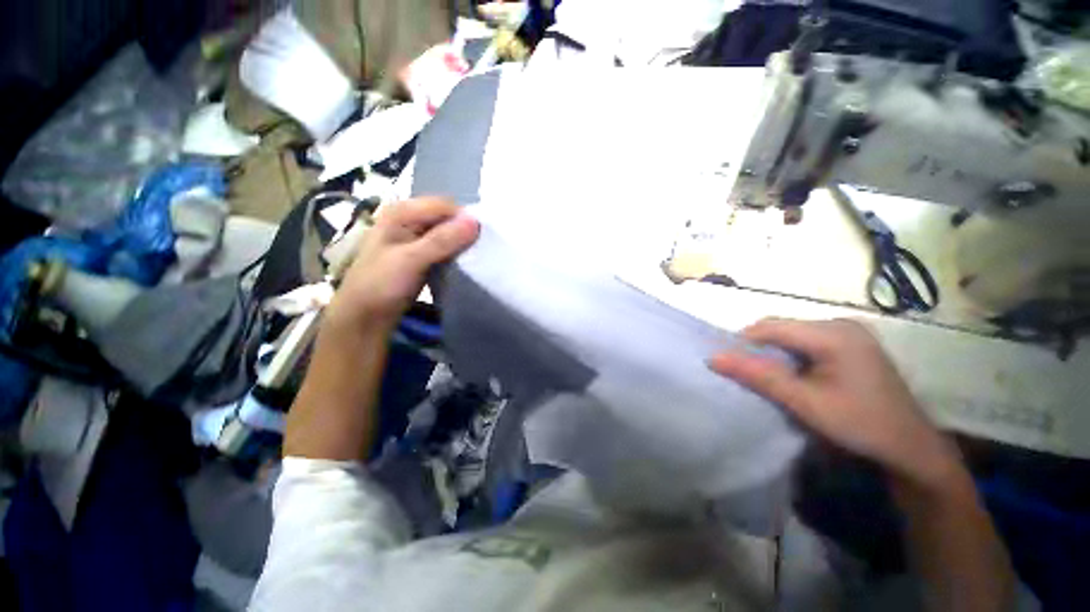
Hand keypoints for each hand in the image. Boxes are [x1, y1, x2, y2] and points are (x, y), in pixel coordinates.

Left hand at [326, 197, 479, 332]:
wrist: (364, 316)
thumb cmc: (381, 284)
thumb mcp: (411, 260)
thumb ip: (442, 240)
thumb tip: (476, 222)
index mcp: (402, 212)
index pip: (445, 206)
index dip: (464, 220)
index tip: (481, 241)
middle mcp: (409, 219)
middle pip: (447, 218)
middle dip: (464, 231)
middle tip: (480, 251)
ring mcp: (416, 237)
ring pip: (448, 233)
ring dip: (462, 244)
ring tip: (475, 258)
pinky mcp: (422, 254)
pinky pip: (446, 247)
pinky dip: (456, 254)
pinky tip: (464, 264)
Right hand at [709, 318, 962, 489]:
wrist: (911, 449)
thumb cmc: (860, 425)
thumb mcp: (804, 402)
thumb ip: (759, 376)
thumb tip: (713, 358)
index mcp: (834, 333)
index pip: (770, 327)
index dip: (743, 343)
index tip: (729, 365)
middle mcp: (841, 324)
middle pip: (781, 328)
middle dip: (759, 349)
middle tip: (748, 375)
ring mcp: (848, 333)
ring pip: (791, 335)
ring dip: (773, 354)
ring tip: (768, 378)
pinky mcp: (851, 345)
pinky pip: (806, 342)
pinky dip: (790, 357)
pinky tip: (793, 377)